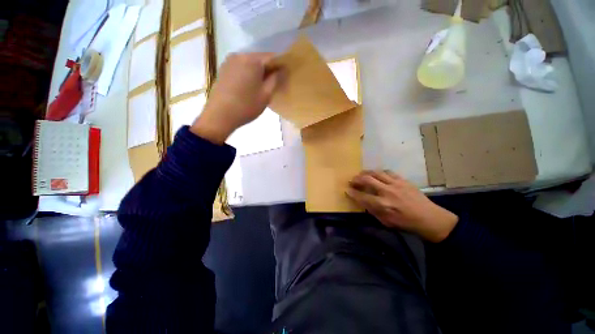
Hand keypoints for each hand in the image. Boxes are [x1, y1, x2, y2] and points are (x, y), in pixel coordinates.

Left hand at [190, 52, 279, 143]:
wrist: (220, 115)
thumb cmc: (246, 106)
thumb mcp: (266, 95)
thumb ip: (275, 79)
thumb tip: (280, 70)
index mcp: (252, 60)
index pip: (272, 57)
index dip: (280, 65)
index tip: (283, 76)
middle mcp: (240, 55)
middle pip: (259, 59)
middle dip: (268, 69)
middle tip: (273, 83)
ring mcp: (229, 61)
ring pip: (249, 63)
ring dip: (257, 72)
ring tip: (260, 86)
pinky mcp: (223, 69)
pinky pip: (240, 67)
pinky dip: (247, 74)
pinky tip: (248, 86)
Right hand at [346, 170, 457, 242]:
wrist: (429, 218)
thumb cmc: (405, 223)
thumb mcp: (386, 222)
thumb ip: (372, 210)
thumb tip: (362, 201)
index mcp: (382, 205)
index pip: (362, 196)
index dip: (352, 192)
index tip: (346, 190)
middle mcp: (387, 192)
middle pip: (367, 180)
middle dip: (356, 179)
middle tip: (352, 180)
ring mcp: (396, 184)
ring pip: (376, 173)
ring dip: (365, 173)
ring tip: (361, 174)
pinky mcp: (403, 180)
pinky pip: (387, 172)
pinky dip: (379, 172)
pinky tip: (376, 174)